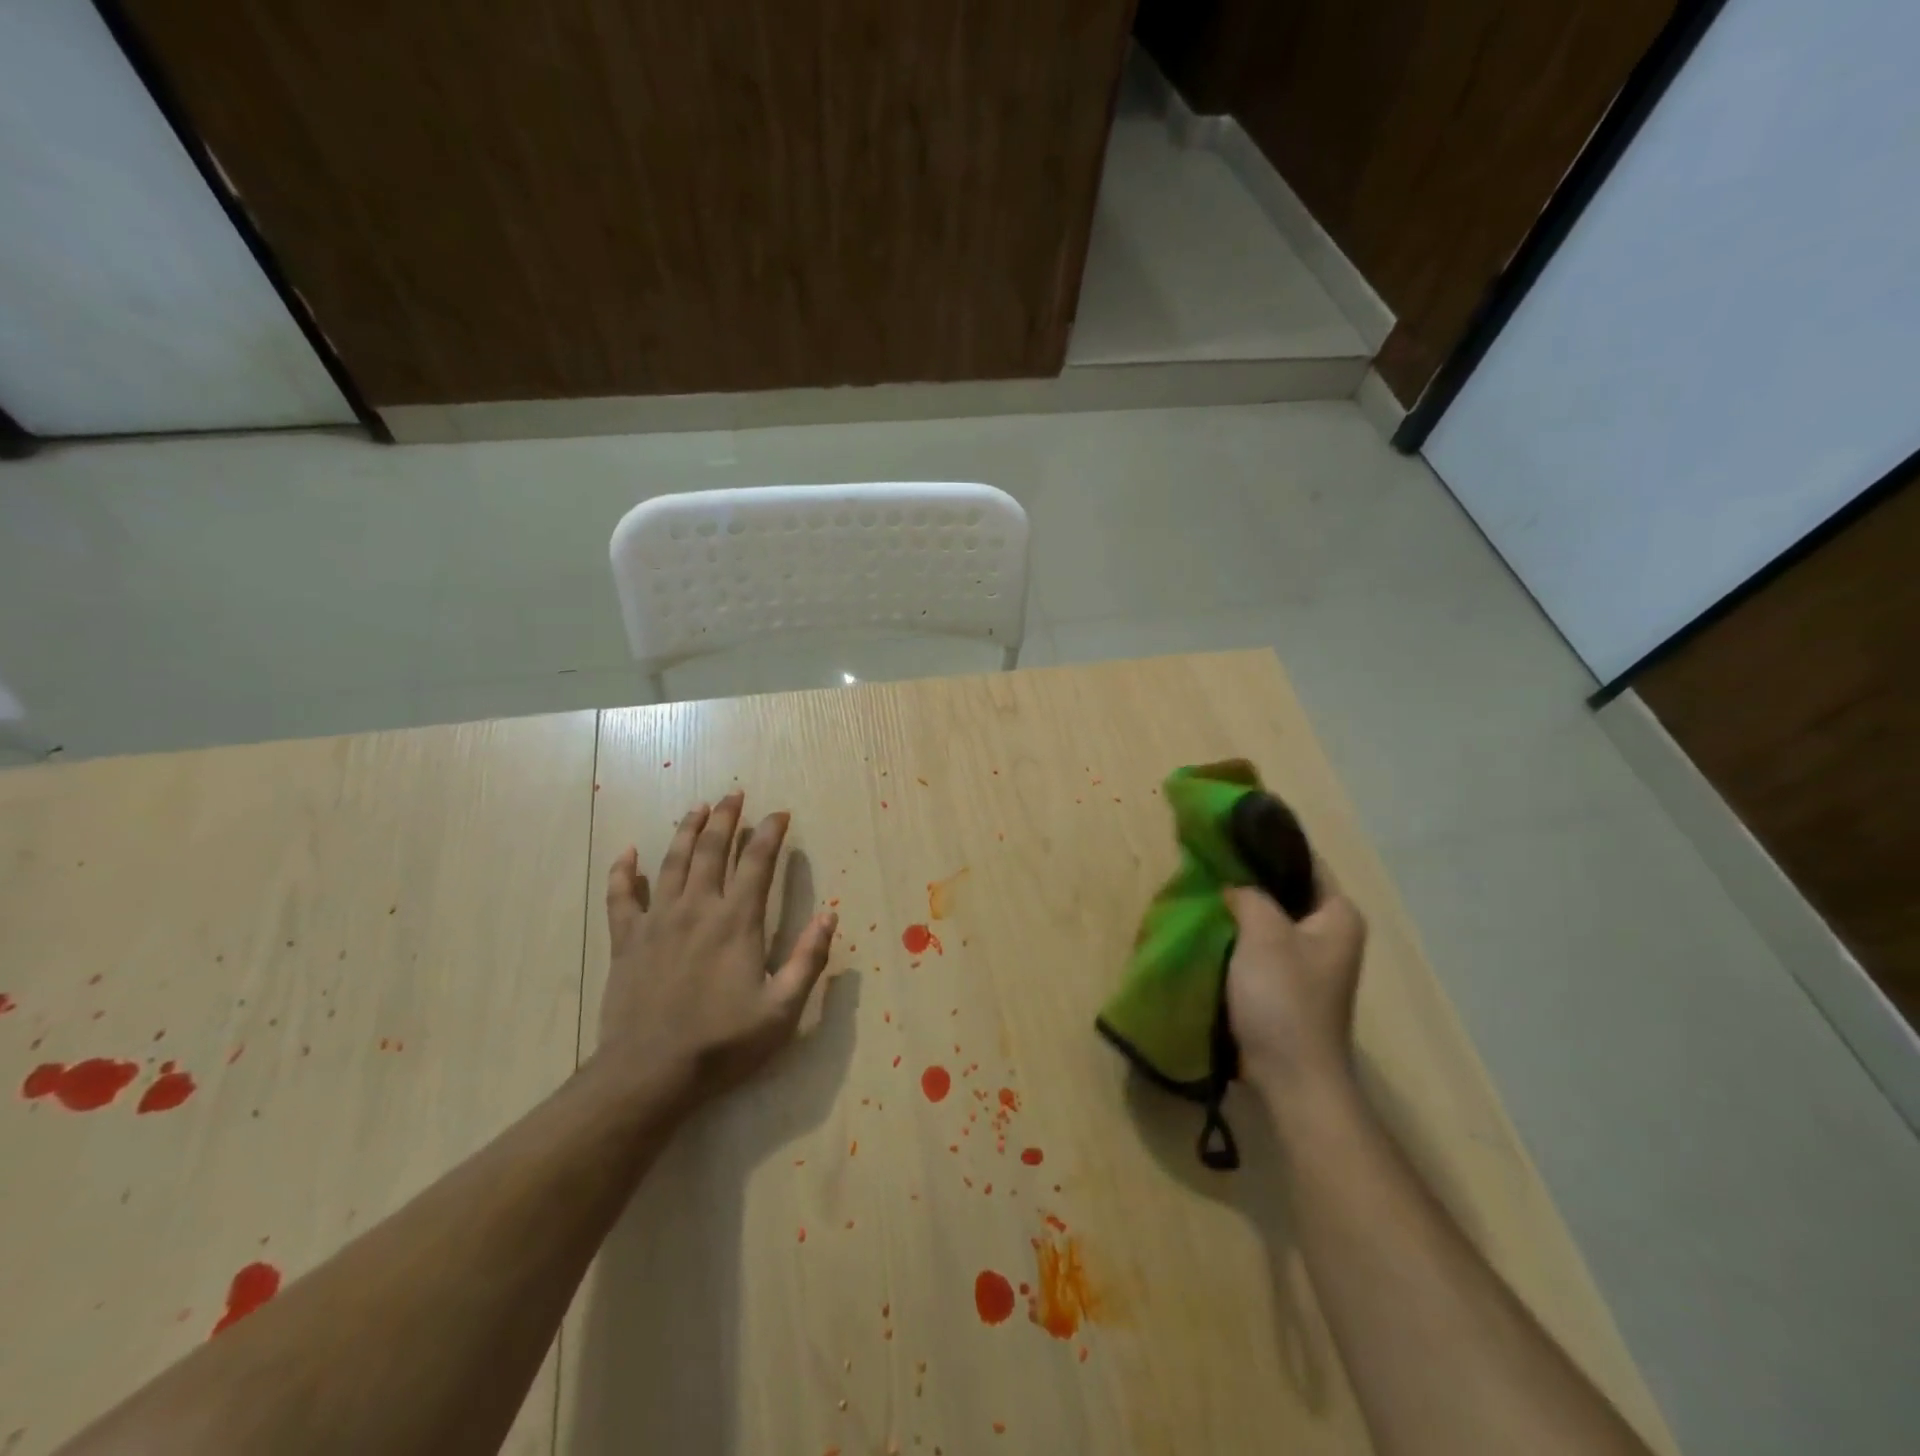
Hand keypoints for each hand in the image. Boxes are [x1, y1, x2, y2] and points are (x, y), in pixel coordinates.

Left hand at [592, 791, 837, 1110]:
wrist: (648, 1074)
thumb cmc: (722, 1044)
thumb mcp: (782, 1010)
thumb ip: (808, 960)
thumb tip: (830, 915)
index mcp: (736, 922)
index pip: (758, 863)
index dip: (771, 834)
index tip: (780, 814)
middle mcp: (697, 909)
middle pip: (713, 850)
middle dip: (727, 818)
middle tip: (734, 795)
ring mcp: (657, 921)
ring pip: (672, 862)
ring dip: (687, 831)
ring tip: (698, 808)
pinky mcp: (626, 941)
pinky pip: (621, 896)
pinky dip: (623, 871)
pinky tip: (628, 852)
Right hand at [1224, 861, 1366, 1098]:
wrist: (1291, 1077)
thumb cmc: (1284, 999)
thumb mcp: (1264, 933)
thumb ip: (1249, 895)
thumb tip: (1235, 885)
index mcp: (1338, 916)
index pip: (1305, 861)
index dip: (1269, 843)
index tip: (1230, 830)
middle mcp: (1330, 934)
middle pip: (1286, 889)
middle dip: (1250, 876)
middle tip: (1209, 859)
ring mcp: (1309, 962)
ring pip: (1271, 918)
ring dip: (1241, 907)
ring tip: (1204, 888)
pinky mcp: (1288, 984)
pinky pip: (1262, 945)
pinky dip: (1240, 934)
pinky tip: (1211, 926)